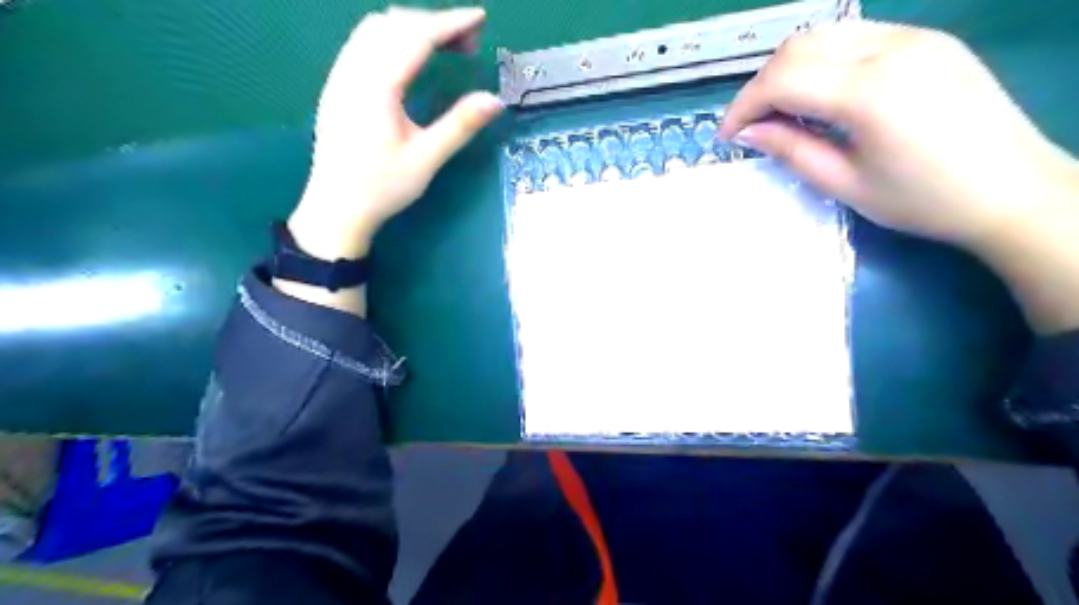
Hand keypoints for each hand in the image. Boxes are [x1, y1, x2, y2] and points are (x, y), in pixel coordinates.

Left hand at [286, 4, 505, 258]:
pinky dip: (393, 38)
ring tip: (444, 47)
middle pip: (394, 24)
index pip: (415, 37)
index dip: (450, 23)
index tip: (480, 18)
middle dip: (435, 23)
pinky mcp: (336, 86)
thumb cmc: (381, 188)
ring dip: (412, 27)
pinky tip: (410, 59)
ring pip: (375, 29)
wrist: (335, 208)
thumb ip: (459, 126)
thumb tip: (495, 100)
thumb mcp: (426, 160)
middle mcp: (353, 71)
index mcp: (376, 87)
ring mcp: (340, 76)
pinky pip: (363, 43)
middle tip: (469, 44)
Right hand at [715, 22, 1078, 249]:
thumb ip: (791, 149)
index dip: (743, 106)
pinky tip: (821, 96)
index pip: (782, 79)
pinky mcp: (927, 40)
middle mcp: (891, 47)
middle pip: (798, 47)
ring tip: (781, 112)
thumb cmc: (922, 200)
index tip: (727, 136)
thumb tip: (747, 133)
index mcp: (870, 91)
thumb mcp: (844, 183)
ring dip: (789, 70)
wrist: (1012, 190)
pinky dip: (822, 62)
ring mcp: (914, 37)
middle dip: (762, 85)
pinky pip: (855, 37)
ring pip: (824, 34)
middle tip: (752, 126)